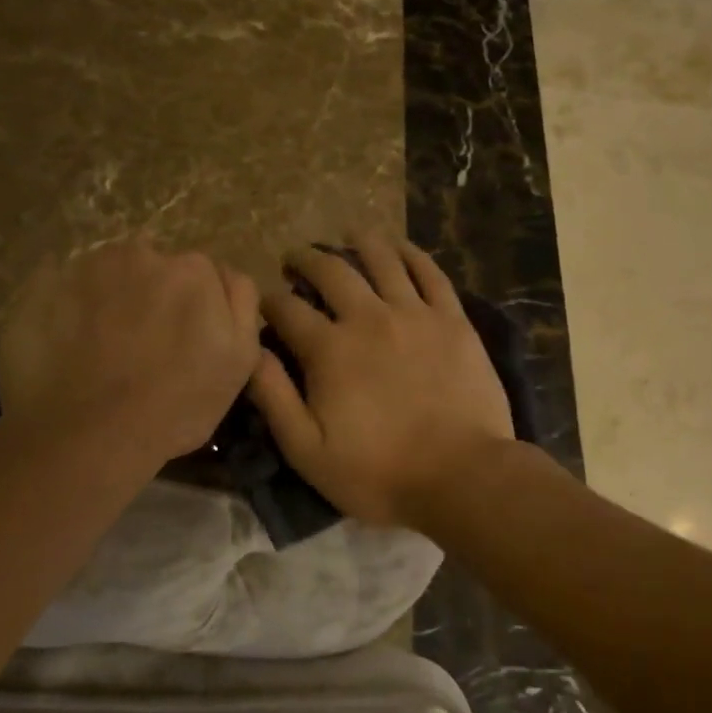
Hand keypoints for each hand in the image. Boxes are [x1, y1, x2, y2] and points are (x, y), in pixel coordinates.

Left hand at [0, 238, 260, 466]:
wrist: (89, 435)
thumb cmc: (176, 405)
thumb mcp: (239, 360)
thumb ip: (241, 303)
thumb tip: (225, 275)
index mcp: (194, 270)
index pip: (201, 276)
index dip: (194, 309)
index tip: (182, 342)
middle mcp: (142, 253)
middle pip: (154, 269)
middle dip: (151, 297)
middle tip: (141, 347)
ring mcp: (87, 266)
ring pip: (108, 274)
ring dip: (109, 298)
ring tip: (99, 348)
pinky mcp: (41, 285)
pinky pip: (61, 286)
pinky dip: (66, 306)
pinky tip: (66, 344)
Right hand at [248, 236, 514, 528]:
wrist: (461, 476)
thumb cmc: (378, 472)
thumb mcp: (307, 450)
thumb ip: (273, 397)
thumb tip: (249, 351)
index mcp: (329, 349)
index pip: (287, 309)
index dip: (269, 301)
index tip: (264, 304)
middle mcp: (369, 317)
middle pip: (330, 272)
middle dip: (305, 260)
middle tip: (295, 259)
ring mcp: (415, 314)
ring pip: (382, 260)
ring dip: (358, 243)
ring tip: (347, 236)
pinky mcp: (452, 320)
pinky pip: (430, 273)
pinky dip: (411, 254)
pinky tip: (400, 247)